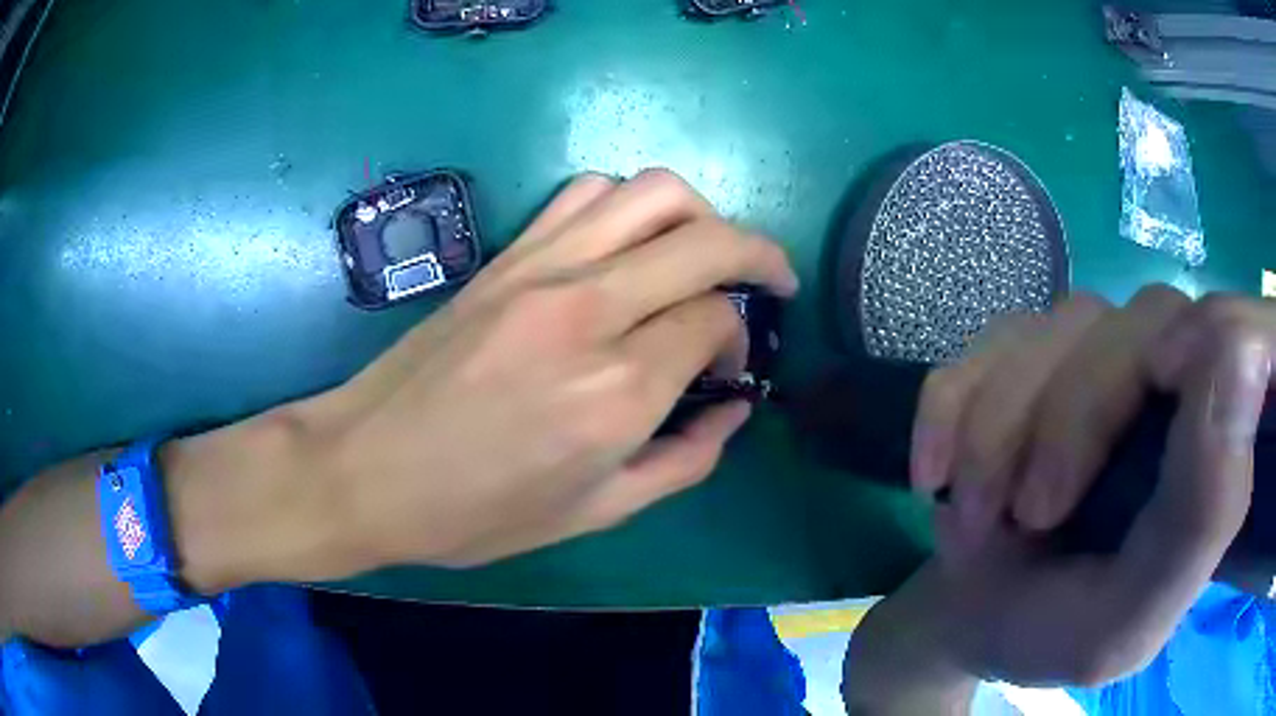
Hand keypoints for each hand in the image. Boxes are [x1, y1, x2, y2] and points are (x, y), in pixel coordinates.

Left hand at [291, 169, 797, 573]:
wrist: (367, 469)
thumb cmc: (475, 512)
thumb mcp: (596, 514)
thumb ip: (684, 460)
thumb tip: (734, 410)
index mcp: (617, 392)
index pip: (716, 320)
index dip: (741, 339)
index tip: (730, 368)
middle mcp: (589, 310)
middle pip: (708, 240)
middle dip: (760, 254)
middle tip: (773, 282)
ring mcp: (541, 268)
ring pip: (653, 193)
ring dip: (701, 216)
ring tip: (705, 255)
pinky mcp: (506, 255)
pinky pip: (587, 193)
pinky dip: (630, 204)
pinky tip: (629, 243)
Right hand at [908, 287, 1269, 685]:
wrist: (968, 614)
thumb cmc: (1055, 631)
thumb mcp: (1128, 619)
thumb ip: (1202, 517)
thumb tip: (1246, 358)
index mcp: (1213, 449)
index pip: (1242, 337)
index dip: (1216, 341)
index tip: (1162, 389)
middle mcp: (1171, 378)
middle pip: (1143, 322)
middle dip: (1071, 419)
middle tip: (1022, 516)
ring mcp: (1098, 352)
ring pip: (1058, 328)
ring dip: (998, 432)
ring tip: (973, 522)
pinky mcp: (1029, 349)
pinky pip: (989, 341)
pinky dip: (951, 408)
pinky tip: (934, 475)